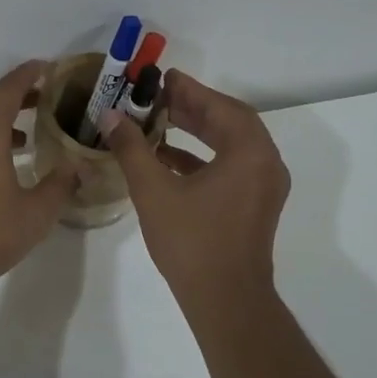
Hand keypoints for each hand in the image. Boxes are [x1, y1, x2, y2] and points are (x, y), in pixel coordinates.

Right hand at [100, 69, 290, 304]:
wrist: (224, 299)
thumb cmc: (192, 241)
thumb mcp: (154, 190)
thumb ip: (133, 148)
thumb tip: (111, 116)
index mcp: (250, 153)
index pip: (220, 107)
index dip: (190, 90)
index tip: (163, 77)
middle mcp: (265, 164)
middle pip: (229, 122)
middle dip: (193, 108)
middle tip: (158, 97)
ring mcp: (263, 187)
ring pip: (230, 146)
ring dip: (197, 131)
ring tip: (159, 121)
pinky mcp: (254, 206)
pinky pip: (230, 168)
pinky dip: (202, 158)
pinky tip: (167, 158)